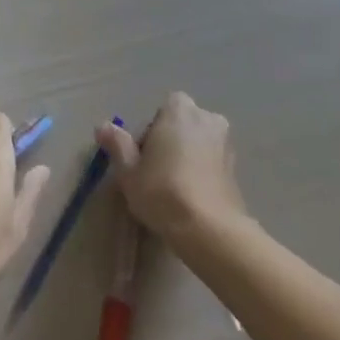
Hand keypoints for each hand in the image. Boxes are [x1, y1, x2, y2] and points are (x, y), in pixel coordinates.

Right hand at [95, 92, 248, 244]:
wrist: (209, 229)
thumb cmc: (162, 192)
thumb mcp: (129, 171)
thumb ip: (117, 144)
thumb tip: (103, 126)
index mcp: (180, 110)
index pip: (161, 110)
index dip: (149, 132)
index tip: (141, 157)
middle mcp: (207, 118)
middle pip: (181, 124)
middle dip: (170, 141)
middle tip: (154, 172)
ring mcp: (226, 142)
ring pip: (198, 143)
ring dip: (186, 156)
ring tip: (172, 187)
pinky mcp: (236, 168)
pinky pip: (211, 161)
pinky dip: (201, 171)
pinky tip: (190, 196)